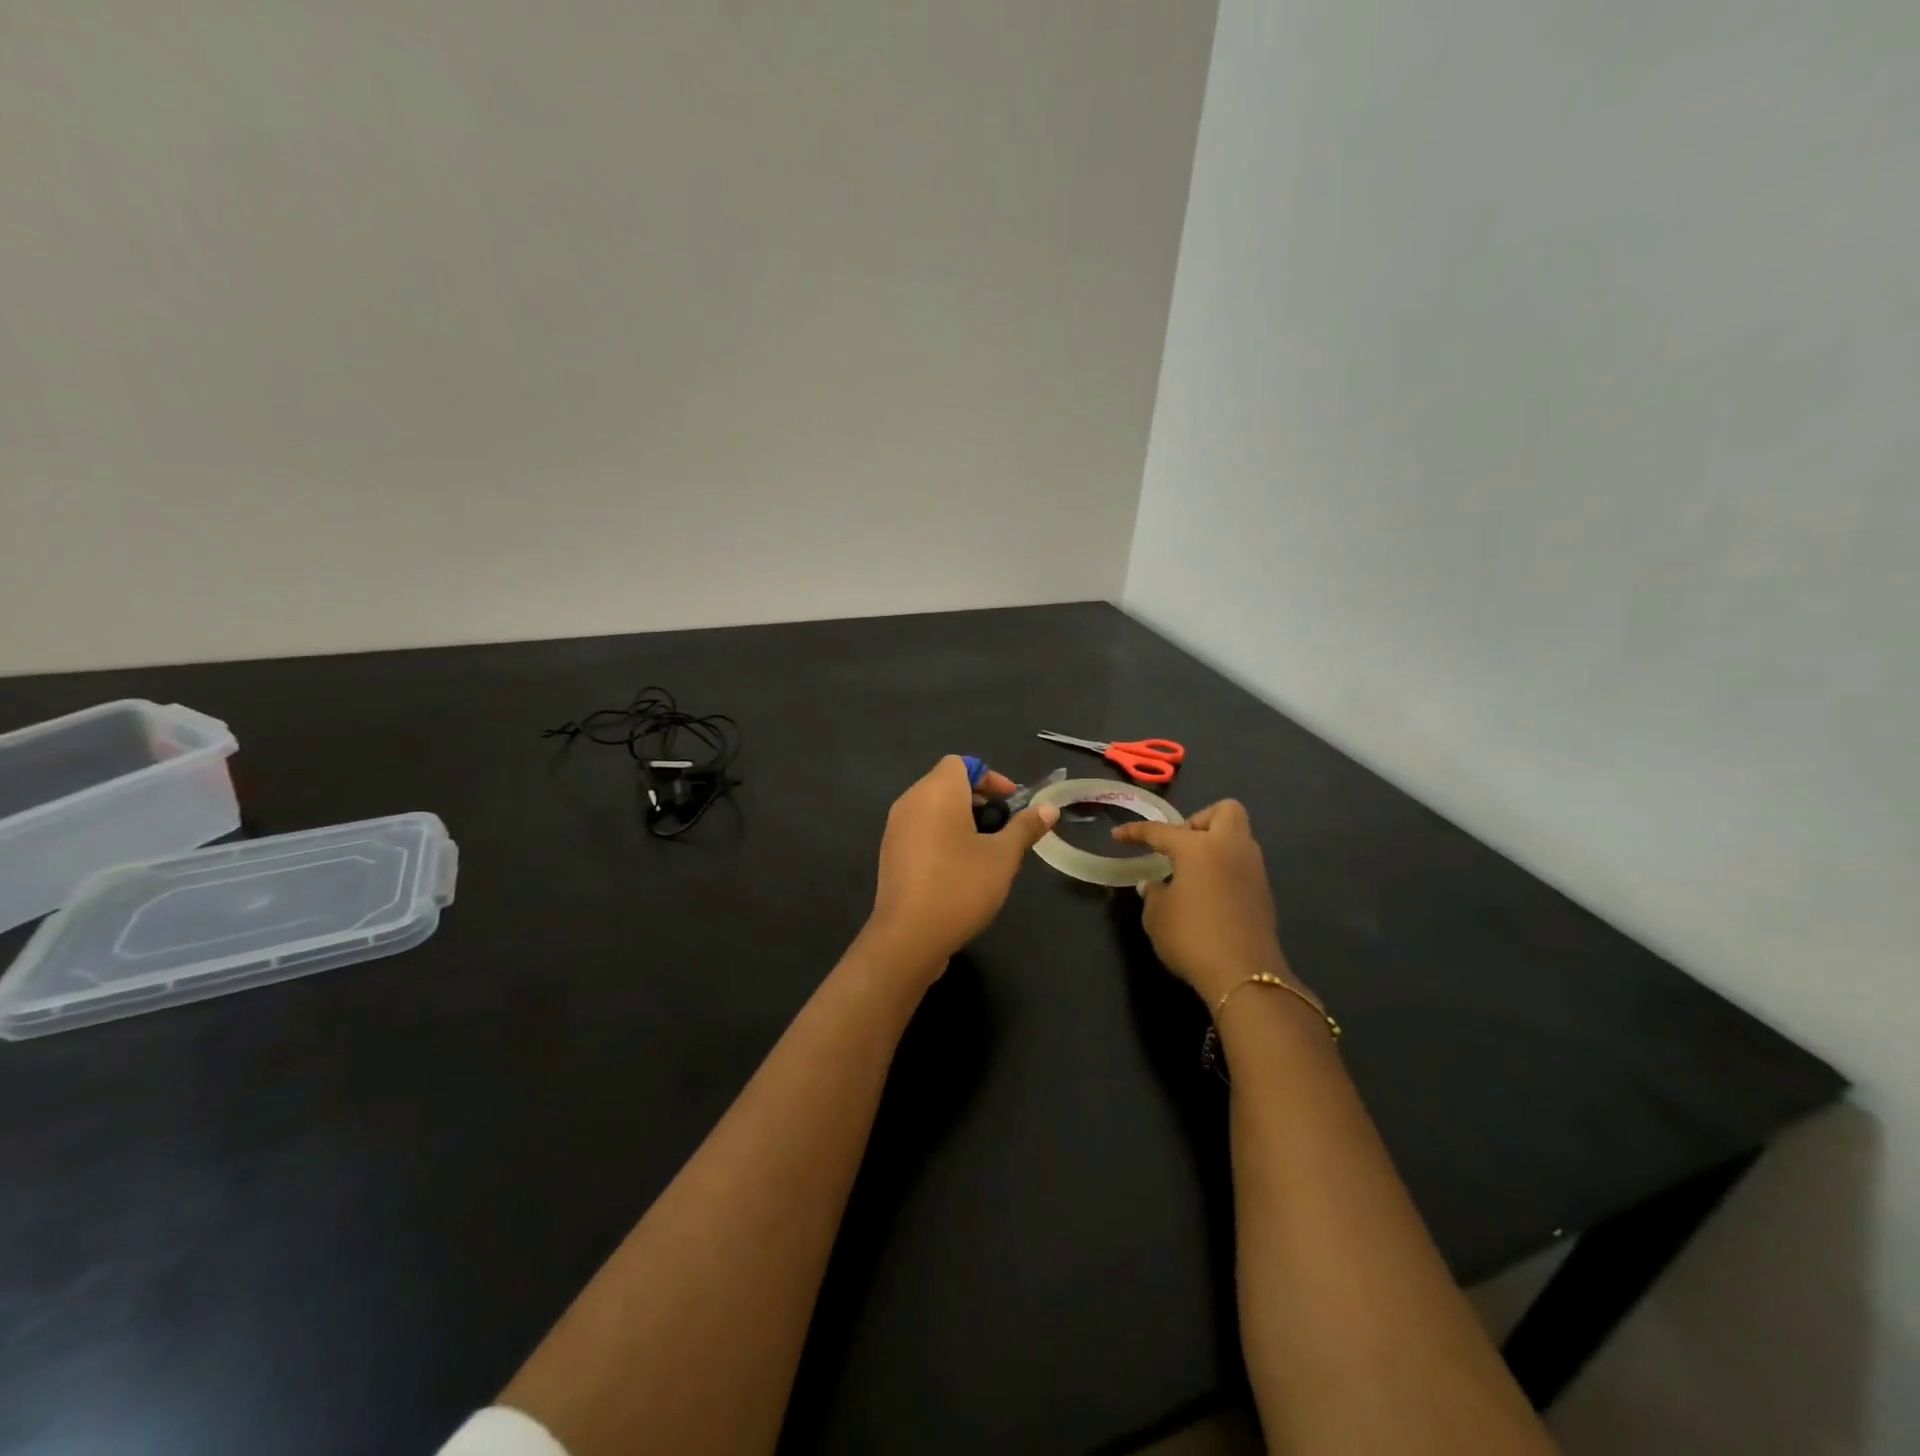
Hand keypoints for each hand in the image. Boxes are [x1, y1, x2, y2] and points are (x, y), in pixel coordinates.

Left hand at [865, 756, 1058, 972]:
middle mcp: (911, 801)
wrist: (908, 937)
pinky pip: (921, 830)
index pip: (961, 763)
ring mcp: (896, 828)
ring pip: (934, 809)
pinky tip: (962, 869)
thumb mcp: (1003, 857)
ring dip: (962, 819)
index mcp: (936, 791)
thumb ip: (1025, 827)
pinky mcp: (891, 854)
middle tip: (1006, 828)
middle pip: (947, 784)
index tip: (1013, 804)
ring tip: (988, 851)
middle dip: (980, 800)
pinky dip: (943, 836)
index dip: (990, 777)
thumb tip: (1049, 808)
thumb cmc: (960, 886)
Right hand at [1111, 800, 1294, 1006]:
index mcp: (1198, 847)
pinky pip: (1242, 864)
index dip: (1136, 832)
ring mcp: (1253, 869)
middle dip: (1199, 820)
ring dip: (1215, 845)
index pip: (1161, 831)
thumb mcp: (1157, 916)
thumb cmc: (1192, 937)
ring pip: (1238, 838)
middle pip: (1225, 811)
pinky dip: (1225, 868)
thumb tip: (1153, 885)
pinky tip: (1207, 892)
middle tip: (1178, 846)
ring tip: (1190, 871)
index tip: (1118, 836)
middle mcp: (1230, 848)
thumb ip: (1153, 893)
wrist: (1244, 975)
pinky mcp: (1264, 893)